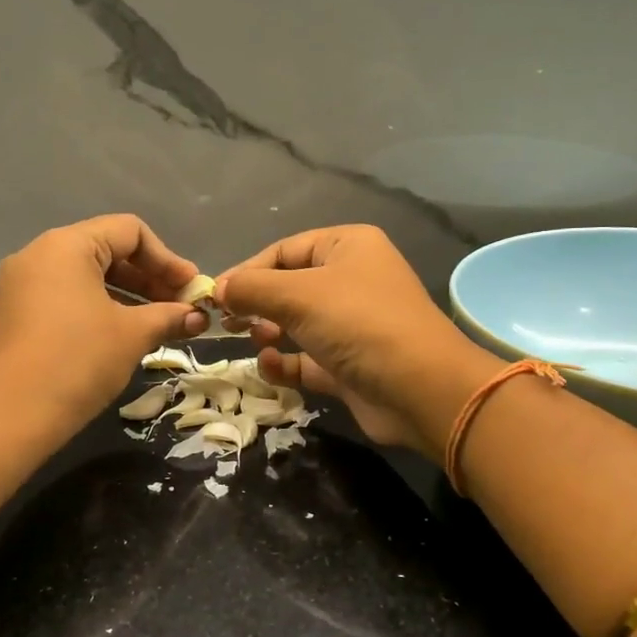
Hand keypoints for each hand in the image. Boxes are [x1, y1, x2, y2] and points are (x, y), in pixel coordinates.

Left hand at [0, 215, 208, 437]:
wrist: (6, 418)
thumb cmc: (77, 362)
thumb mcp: (132, 335)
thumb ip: (169, 317)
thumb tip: (198, 317)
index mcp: (66, 246)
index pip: (129, 232)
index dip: (168, 259)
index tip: (191, 290)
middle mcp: (37, 255)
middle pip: (106, 251)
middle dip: (149, 279)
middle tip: (180, 309)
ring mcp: (18, 286)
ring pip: (84, 278)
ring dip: (125, 297)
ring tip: (155, 326)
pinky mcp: (10, 316)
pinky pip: (62, 299)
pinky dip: (96, 310)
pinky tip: (117, 338)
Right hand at [215, 225, 501, 457]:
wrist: (421, 390)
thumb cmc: (359, 324)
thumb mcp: (299, 295)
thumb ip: (252, 288)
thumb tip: (217, 289)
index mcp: (348, 247)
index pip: (284, 250)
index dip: (247, 271)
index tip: (216, 297)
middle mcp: (352, 280)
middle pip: (289, 286)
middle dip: (257, 303)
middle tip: (228, 323)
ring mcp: (353, 324)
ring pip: (297, 323)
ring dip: (269, 331)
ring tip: (255, 340)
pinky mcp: (350, 365)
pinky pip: (307, 358)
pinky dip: (286, 362)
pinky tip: (270, 366)